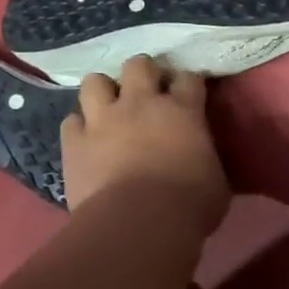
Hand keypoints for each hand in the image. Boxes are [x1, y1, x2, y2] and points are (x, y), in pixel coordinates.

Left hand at [60, 57, 229, 232]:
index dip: (188, 83)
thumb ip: (208, 159)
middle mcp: (141, 104)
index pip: (188, 78)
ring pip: (95, 82)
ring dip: (104, 92)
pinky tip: (87, 140)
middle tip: (148, 93)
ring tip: (111, 108)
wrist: (139, 223)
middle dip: (144, 73)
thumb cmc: (190, 204)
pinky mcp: (74, 142)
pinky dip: (79, 127)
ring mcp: (103, 120)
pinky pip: (71, 122)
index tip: (190, 94)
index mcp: (183, 111)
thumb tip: (205, 160)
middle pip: (139, 65)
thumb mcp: (217, 180)